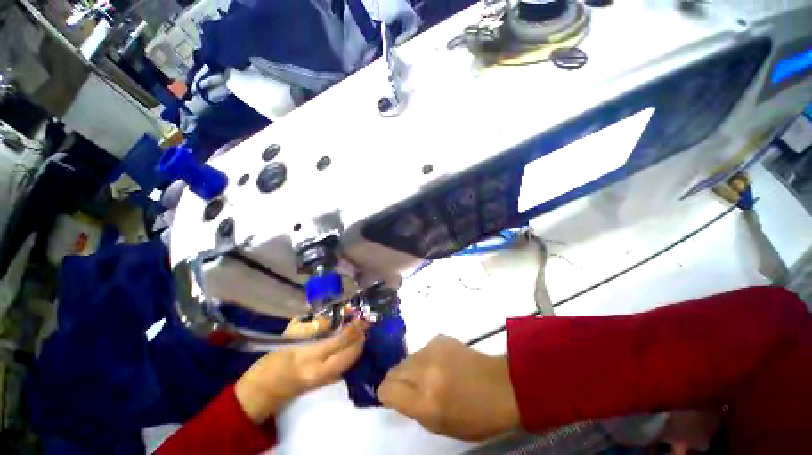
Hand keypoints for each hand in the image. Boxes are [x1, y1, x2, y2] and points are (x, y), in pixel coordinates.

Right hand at [235, 319, 366, 422]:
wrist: (262, 392)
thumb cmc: (272, 362)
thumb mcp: (290, 338)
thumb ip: (314, 327)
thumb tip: (334, 318)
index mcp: (310, 358)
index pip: (340, 341)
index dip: (353, 328)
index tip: (359, 316)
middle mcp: (322, 372)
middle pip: (352, 353)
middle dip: (360, 336)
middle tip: (363, 322)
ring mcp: (326, 380)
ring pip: (351, 360)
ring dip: (358, 344)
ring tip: (358, 329)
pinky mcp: (326, 383)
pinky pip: (345, 365)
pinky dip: (351, 352)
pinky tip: (349, 342)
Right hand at [377, 335, 519, 440]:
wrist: (501, 385)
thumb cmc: (474, 416)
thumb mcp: (439, 425)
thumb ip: (413, 408)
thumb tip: (396, 394)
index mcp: (425, 400)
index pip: (388, 389)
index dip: (386, 394)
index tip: (392, 397)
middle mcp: (425, 371)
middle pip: (394, 369)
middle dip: (397, 379)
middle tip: (409, 387)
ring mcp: (433, 350)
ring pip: (408, 357)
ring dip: (412, 368)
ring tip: (429, 376)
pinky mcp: (441, 338)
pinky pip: (423, 349)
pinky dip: (426, 358)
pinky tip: (441, 364)